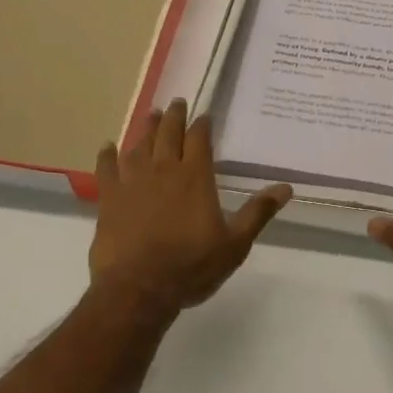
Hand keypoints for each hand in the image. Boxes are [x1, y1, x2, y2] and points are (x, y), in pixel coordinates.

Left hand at [90, 99, 291, 313]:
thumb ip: (258, 213)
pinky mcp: (109, 198)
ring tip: (151, 116)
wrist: (138, 290)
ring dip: (146, 128)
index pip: (199, 139)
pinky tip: (107, 147)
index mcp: (195, 177)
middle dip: (174, 116)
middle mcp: (164, 170)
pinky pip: (106, 168)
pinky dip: (107, 155)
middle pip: (168, 133)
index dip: (202, 124)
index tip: (205, 116)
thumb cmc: (190, 267)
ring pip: (140, 144)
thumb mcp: (234, 244)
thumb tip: (286, 188)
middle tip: (177, 103)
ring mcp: (133, 181)